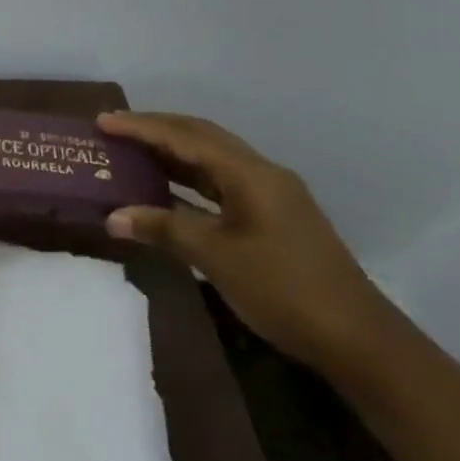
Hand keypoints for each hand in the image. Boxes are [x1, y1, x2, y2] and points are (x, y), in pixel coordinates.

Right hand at [97, 111, 393, 375]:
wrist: (357, 338)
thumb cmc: (283, 289)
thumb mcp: (215, 257)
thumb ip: (163, 229)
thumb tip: (112, 216)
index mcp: (249, 174)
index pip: (185, 138)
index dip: (141, 128)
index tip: (102, 122)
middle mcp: (261, 173)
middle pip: (201, 136)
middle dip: (156, 129)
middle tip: (114, 129)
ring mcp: (270, 194)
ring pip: (212, 158)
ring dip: (172, 152)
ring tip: (131, 151)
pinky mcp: (272, 216)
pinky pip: (221, 182)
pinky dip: (189, 179)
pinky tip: (166, 189)